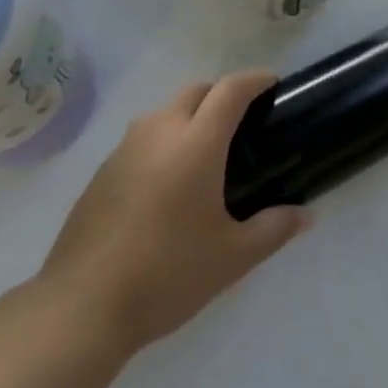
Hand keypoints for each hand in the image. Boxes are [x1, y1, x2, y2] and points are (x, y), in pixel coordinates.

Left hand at [35, 71, 310, 352]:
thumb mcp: (233, 257)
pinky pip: (142, 139)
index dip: (255, 79)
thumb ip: (274, 228)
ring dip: (189, 116)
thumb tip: (305, 216)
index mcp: (196, 142)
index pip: (231, 89)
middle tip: (242, 121)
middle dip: (222, 94)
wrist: (81, 307)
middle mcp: (159, 131)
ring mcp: (125, 149)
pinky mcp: (101, 172)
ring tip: (205, 152)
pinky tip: (167, 183)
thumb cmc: (167, 274)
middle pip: (196, 91)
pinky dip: (162, 142)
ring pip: (165, 112)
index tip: (273, 83)